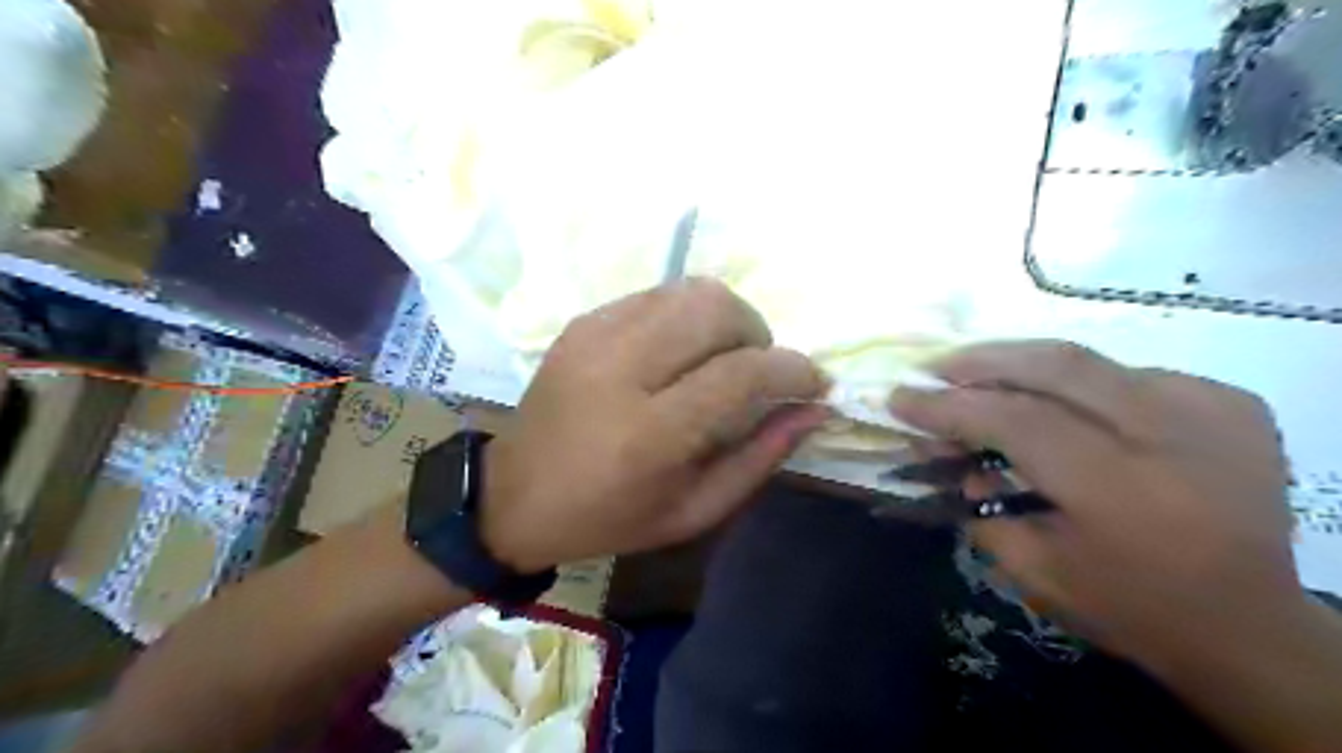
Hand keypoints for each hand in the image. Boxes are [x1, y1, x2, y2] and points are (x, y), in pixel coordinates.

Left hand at [477, 277, 822, 570]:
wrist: (516, 496)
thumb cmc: (611, 517)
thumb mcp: (694, 511)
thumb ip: (760, 458)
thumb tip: (815, 409)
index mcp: (651, 433)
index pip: (742, 373)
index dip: (792, 370)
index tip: (814, 382)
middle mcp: (622, 370)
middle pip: (716, 309)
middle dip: (757, 334)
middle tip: (757, 370)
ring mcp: (596, 337)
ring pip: (689, 290)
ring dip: (724, 318)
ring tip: (721, 357)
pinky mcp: (582, 323)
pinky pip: (656, 296)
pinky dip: (685, 316)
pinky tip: (679, 351)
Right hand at [888, 345, 1301, 666]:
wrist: (1251, 627)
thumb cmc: (1129, 607)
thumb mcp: (1033, 569)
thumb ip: (978, 501)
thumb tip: (943, 446)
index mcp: (1121, 491)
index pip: (1015, 420)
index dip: (949, 406)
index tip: (899, 398)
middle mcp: (1172, 436)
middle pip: (1056, 367)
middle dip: (982, 361)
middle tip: (934, 368)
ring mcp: (1210, 411)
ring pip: (1089, 361)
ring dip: (1021, 364)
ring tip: (976, 373)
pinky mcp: (1230, 403)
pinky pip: (1124, 374)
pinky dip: (1076, 383)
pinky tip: (1055, 403)